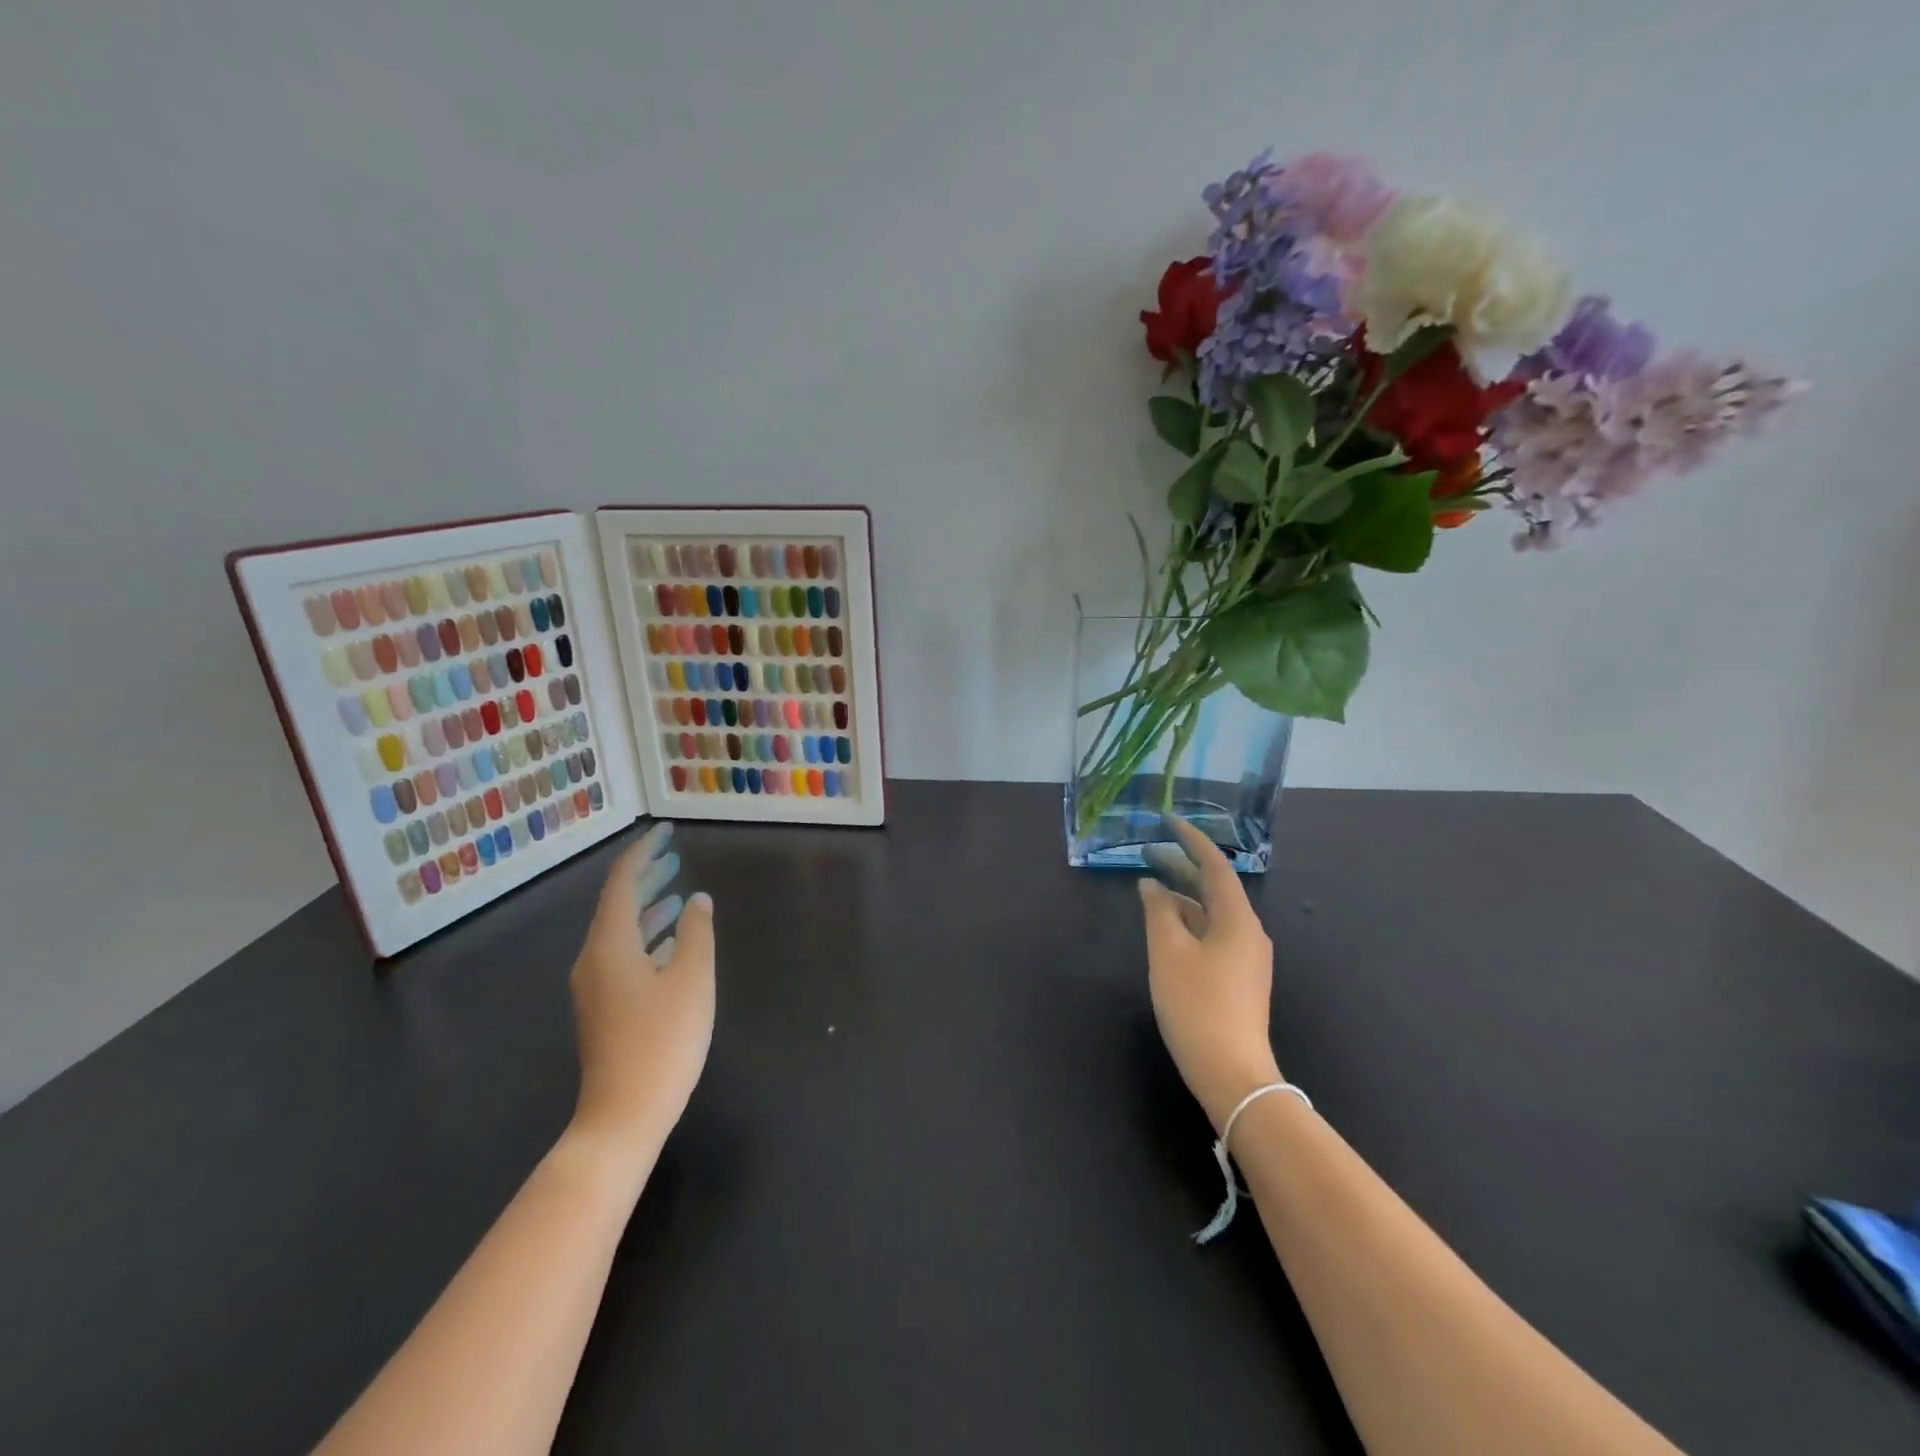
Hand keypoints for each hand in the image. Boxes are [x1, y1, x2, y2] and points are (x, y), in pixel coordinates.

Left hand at [568, 823, 714, 1160]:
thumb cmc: (662, 1041)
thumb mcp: (691, 979)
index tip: (666, 831)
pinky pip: (622, 955)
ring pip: (620, 932)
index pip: (622, 883)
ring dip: (648, 908)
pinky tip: (670, 943)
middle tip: (674, 855)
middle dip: (646, 877)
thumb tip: (697, 900)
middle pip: (617, 905)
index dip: (644, 853)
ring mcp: (594, 987)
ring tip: (678, 891)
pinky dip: (646, 938)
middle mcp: (593, 959)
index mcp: (610, 945)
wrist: (622, 1116)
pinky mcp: (603, 1009)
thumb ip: (696, 932)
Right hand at [1138, 820, 1280, 1130]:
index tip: (1167, 821)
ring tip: (1149, 887)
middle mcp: (1248, 931)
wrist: (1231, 1072)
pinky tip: (1165, 927)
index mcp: (1237, 919)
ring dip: (1182, 896)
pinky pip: (1212, 934)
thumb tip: (1151, 884)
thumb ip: (1158, 911)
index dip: (1191, 840)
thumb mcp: (1168, 951)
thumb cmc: (1197, 1004)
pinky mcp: (1239, 978)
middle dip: (1182, 866)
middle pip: (1214, 887)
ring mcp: (1246, 957)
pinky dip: (1188, 921)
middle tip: (1147, 851)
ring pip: (1211, 912)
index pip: (1214, 865)